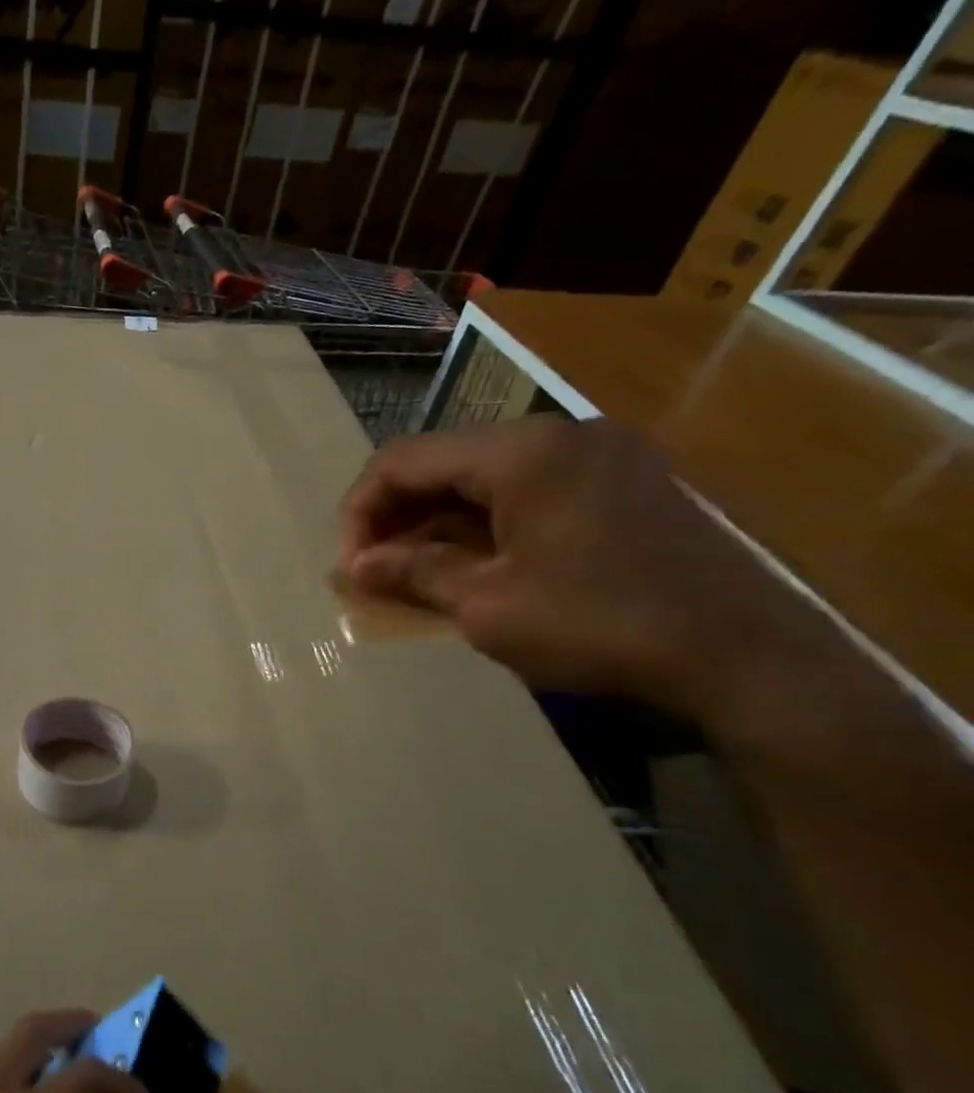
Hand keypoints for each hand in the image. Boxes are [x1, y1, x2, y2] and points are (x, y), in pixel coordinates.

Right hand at [336, 417, 813, 726]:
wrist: (745, 657)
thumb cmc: (598, 625)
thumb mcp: (486, 604)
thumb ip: (412, 573)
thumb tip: (353, 567)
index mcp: (521, 451)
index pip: (402, 460)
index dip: (359, 511)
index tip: (348, 566)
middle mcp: (558, 434)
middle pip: (442, 462)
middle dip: (395, 517)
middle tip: (371, 572)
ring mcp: (597, 455)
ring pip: (481, 476)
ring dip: (435, 522)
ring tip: (409, 574)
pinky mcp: (620, 483)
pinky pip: (524, 490)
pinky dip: (482, 524)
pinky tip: (465, 565)